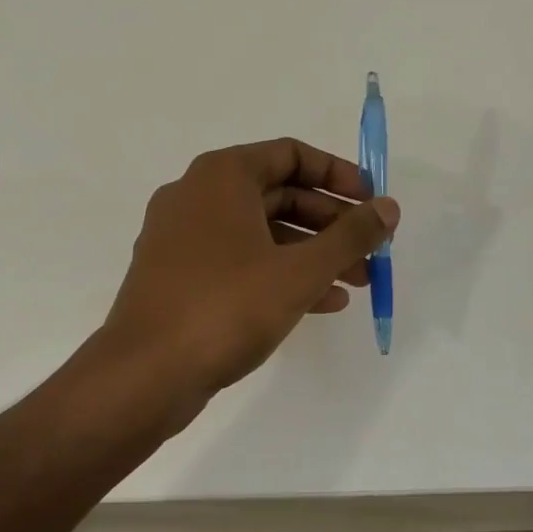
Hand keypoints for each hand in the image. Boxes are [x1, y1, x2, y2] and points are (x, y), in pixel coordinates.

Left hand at [102, 138, 399, 395]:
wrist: (144, 376)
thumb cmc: (226, 307)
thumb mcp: (301, 270)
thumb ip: (351, 236)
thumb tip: (388, 208)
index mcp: (222, 176)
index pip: (292, 154)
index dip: (338, 175)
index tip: (371, 203)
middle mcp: (198, 196)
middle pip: (280, 194)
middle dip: (332, 223)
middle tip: (371, 251)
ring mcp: (183, 238)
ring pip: (262, 232)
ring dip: (313, 253)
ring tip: (358, 283)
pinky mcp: (179, 276)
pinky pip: (241, 261)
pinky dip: (281, 273)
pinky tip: (322, 302)